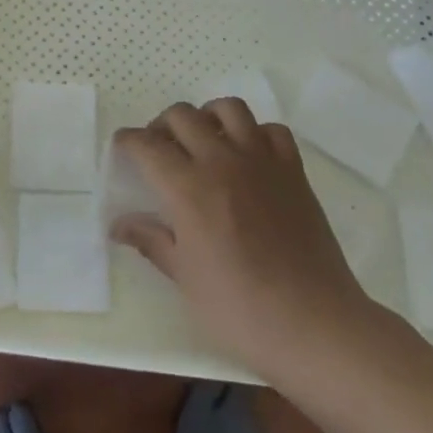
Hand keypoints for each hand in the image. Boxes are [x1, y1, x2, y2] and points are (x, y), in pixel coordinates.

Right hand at [111, 99, 377, 378]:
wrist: (314, 324)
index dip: (128, 142)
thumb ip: (151, 240)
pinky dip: (255, 133)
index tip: (122, 149)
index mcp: (188, 188)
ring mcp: (261, 161)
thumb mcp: (185, 278)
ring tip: (203, 140)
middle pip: (182, 116)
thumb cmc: (240, 309)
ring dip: (207, 117)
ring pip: (228, 109)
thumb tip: (118, 224)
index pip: (147, 145)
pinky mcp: (293, 170)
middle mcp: (221, 161)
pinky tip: (249, 155)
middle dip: (161, 126)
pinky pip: (272, 130)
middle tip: (159, 149)